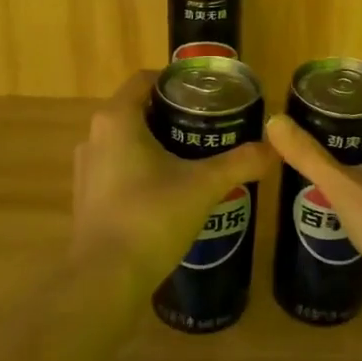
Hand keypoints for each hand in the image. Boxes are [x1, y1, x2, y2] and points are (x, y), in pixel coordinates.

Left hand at [72, 70, 276, 280]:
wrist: (106, 280)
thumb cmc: (152, 217)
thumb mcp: (204, 185)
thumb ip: (240, 162)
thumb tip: (274, 148)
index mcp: (117, 119)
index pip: (145, 80)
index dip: (176, 81)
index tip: (206, 93)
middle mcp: (95, 136)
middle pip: (137, 110)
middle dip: (172, 114)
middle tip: (209, 124)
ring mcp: (87, 169)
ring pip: (126, 141)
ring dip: (156, 143)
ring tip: (194, 156)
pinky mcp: (87, 197)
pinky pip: (118, 168)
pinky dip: (142, 168)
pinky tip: (170, 189)